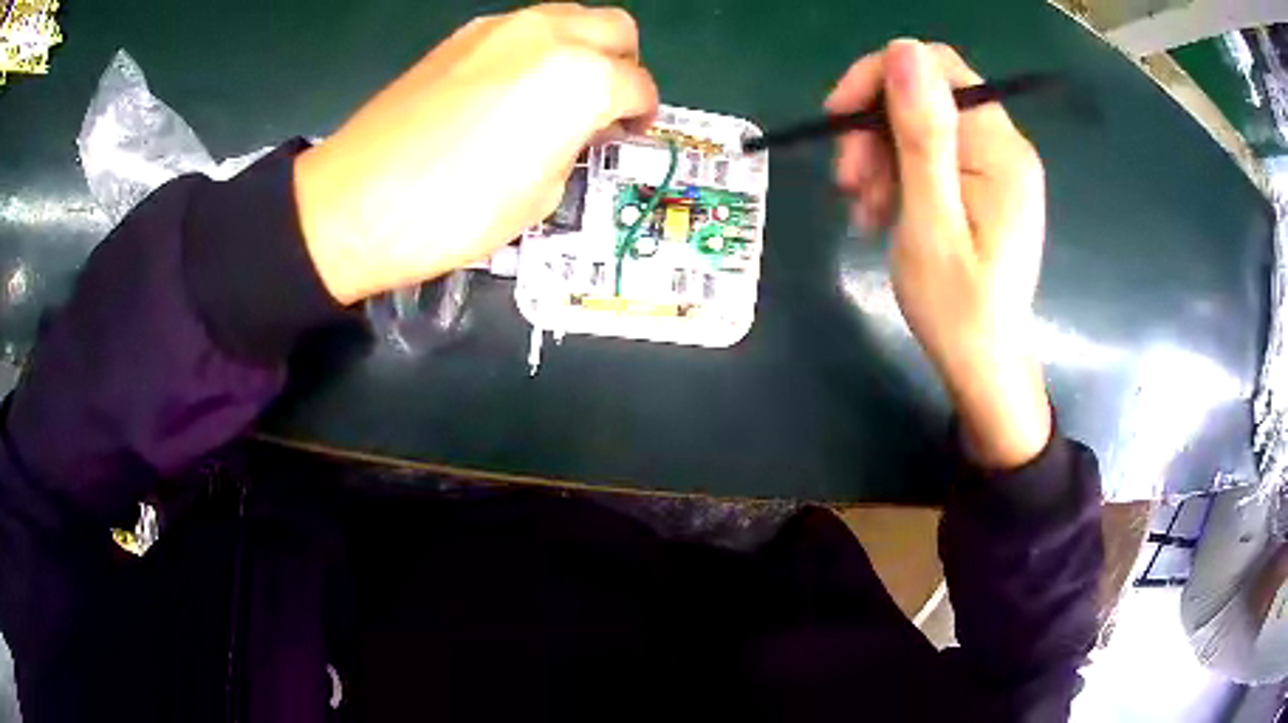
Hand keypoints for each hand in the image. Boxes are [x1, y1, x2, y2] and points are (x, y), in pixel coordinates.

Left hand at [293, 4, 657, 304]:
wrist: (356, 202)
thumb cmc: (454, 213)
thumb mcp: (540, 196)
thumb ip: (573, 146)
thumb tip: (575, 130)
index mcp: (582, 79)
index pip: (638, 86)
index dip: (640, 114)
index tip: (628, 132)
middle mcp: (550, 35)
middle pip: (615, 29)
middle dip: (623, 65)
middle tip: (605, 104)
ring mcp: (501, 27)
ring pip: (570, 17)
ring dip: (581, 49)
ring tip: (559, 93)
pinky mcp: (462, 35)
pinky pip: (523, 28)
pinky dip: (537, 49)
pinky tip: (513, 87)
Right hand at [827, 39, 1049, 468]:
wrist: (985, 367)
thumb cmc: (958, 309)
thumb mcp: (930, 221)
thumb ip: (922, 134)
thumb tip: (904, 48)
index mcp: (1000, 149)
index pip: (935, 67)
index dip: (879, 79)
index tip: (839, 124)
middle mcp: (1005, 146)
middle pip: (926, 93)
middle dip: (874, 127)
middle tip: (848, 184)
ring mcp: (997, 165)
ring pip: (922, 124)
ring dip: (880, 155)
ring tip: (863, 209)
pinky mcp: (986, 184)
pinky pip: (934, 154)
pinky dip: (899, 173)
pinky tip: (883, 211)